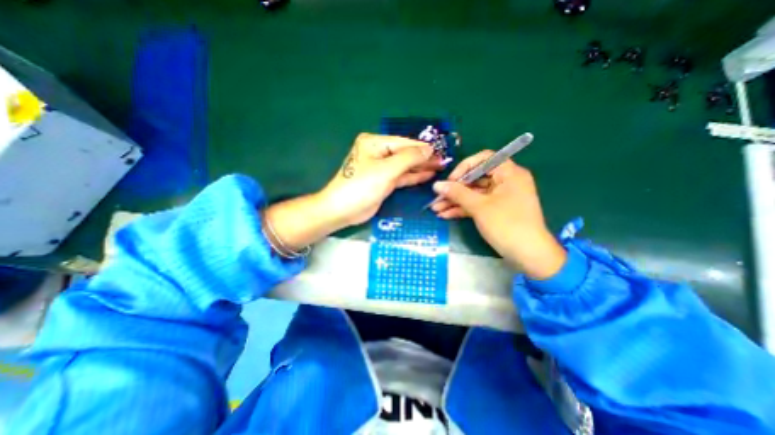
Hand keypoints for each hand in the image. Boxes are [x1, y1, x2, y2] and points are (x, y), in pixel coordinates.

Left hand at [319, 132, 441, 224]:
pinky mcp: (384, 181)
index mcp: (375, 143)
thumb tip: (429, 149)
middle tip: (444, 162)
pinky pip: (401, 176)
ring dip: (421, 167)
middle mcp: (378, 153)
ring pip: (405, 166)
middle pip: (405, 154)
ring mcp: (381, 168)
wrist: (343, 210)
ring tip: (439, 168)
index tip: (441, 152)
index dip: (423, 148)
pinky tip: (427, 175)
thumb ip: (409, 158)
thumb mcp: (386, 170)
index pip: (404, 143)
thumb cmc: (362, 186)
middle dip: (424, 158)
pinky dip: (413, 176)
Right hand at [434, 149, 567, 278]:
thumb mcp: (479, 207)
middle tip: (437, 198)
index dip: (465, 167)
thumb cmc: (506, 225)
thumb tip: (436, 185)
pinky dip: (463, 209)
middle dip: (454, 190)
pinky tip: (445, 215)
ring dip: (455, 201)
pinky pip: (477, 205)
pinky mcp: (496, 211)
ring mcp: (500, 197)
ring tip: (436, 209)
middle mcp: (505, 182)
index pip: (484, 159)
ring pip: (474, 194)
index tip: (451, 181)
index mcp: (508, 173)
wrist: (529, 255)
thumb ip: (457, 193)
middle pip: (475, 179)